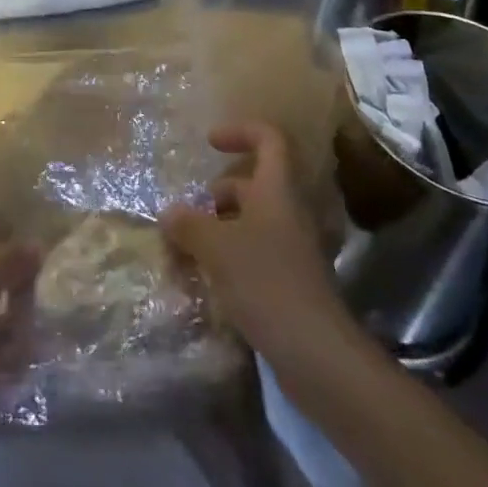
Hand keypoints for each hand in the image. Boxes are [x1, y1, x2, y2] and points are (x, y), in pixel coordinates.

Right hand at [160, 122, 359, 373]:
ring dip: (221, 226)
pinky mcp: (292, 281)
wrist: (318, 355)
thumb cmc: (266, 283)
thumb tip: (169, 212)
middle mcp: (288, 211)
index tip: (210, 142)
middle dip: (219, 192)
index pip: (268, 139)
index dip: (240, 131)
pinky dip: (232, 256)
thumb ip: (188, 224)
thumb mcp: (216, 248)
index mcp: (276, 189)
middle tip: (189, 211)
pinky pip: (257, 252)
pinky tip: (209, 278)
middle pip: (254, 183)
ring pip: (253, 220)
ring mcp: (293, 248)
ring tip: (189, 247)